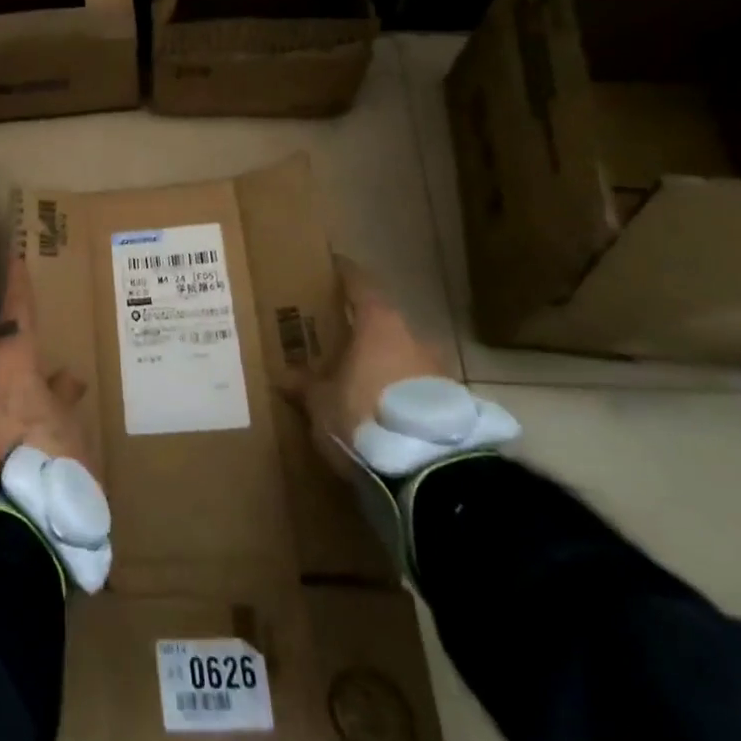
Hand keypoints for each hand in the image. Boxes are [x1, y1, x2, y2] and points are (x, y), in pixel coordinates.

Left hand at [0, 258, 92, 490]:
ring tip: (38, 379)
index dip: (19, 284)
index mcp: (11, 362)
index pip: (16, 311)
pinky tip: (28, 415)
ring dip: (10, 373)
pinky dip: (6, 400)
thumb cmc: (54, 460)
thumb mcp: (73, 425)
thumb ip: (65, 397)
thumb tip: (65, 379)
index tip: (16, 257)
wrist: (13, 525)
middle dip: (10, 337)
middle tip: (31, 334)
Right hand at [291, 257, 448, 472]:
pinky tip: (387, 414)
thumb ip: (305, 386)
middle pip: (385, 325)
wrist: (432, 473)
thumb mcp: (321, 404)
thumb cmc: (364, 417)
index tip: (334, 266)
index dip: (346, 274)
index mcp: (379, 326)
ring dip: (386, 367)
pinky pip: (420, 390)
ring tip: (364, 384)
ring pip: (405, 358)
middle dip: (364, 333)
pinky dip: (403, 395)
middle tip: (341, 342)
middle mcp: (414, 339)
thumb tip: (285, 377)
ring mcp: (440, 372)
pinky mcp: (455, 406)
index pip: (361, 285)